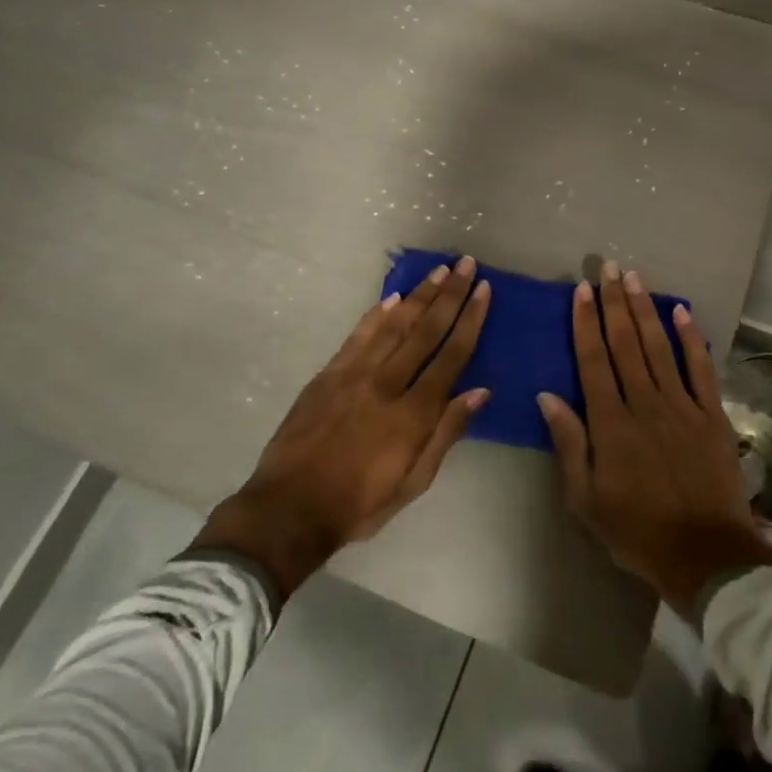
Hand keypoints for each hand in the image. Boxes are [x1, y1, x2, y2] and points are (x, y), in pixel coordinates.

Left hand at [193, 256, 491, 598]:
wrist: (289, 508)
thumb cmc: (359, 503)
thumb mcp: (414, 481)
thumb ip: (446, 433)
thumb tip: (479, 391)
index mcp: (413, 413)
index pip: (451, 355)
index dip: (470, 320)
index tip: (483, 290)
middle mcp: (387, 383)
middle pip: (425, 330)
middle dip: (449, 294)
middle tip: (465, 263)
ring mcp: (354, 375)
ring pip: (393, 325)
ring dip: (419, 295)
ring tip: (439, 271)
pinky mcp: (328, 375)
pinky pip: (358, 336)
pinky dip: (376, 314)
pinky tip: (392, 298)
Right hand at [537, 262, 771, 613]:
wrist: (704, 555)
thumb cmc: (636, 531)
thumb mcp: (586, 499)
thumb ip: (569, 444)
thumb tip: (548, 396)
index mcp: (611, 424)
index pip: (593, 362)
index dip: (586, 324)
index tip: (581, 292)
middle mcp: (645, 404)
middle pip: (625, 344)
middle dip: (614, 303)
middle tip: (606, 268)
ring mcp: (682, 406)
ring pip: (658, 347)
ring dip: (644, 310)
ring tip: (633, 278)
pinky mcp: (711, 414)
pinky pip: (700, 368)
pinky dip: (691, 338)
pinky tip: (681, 311)